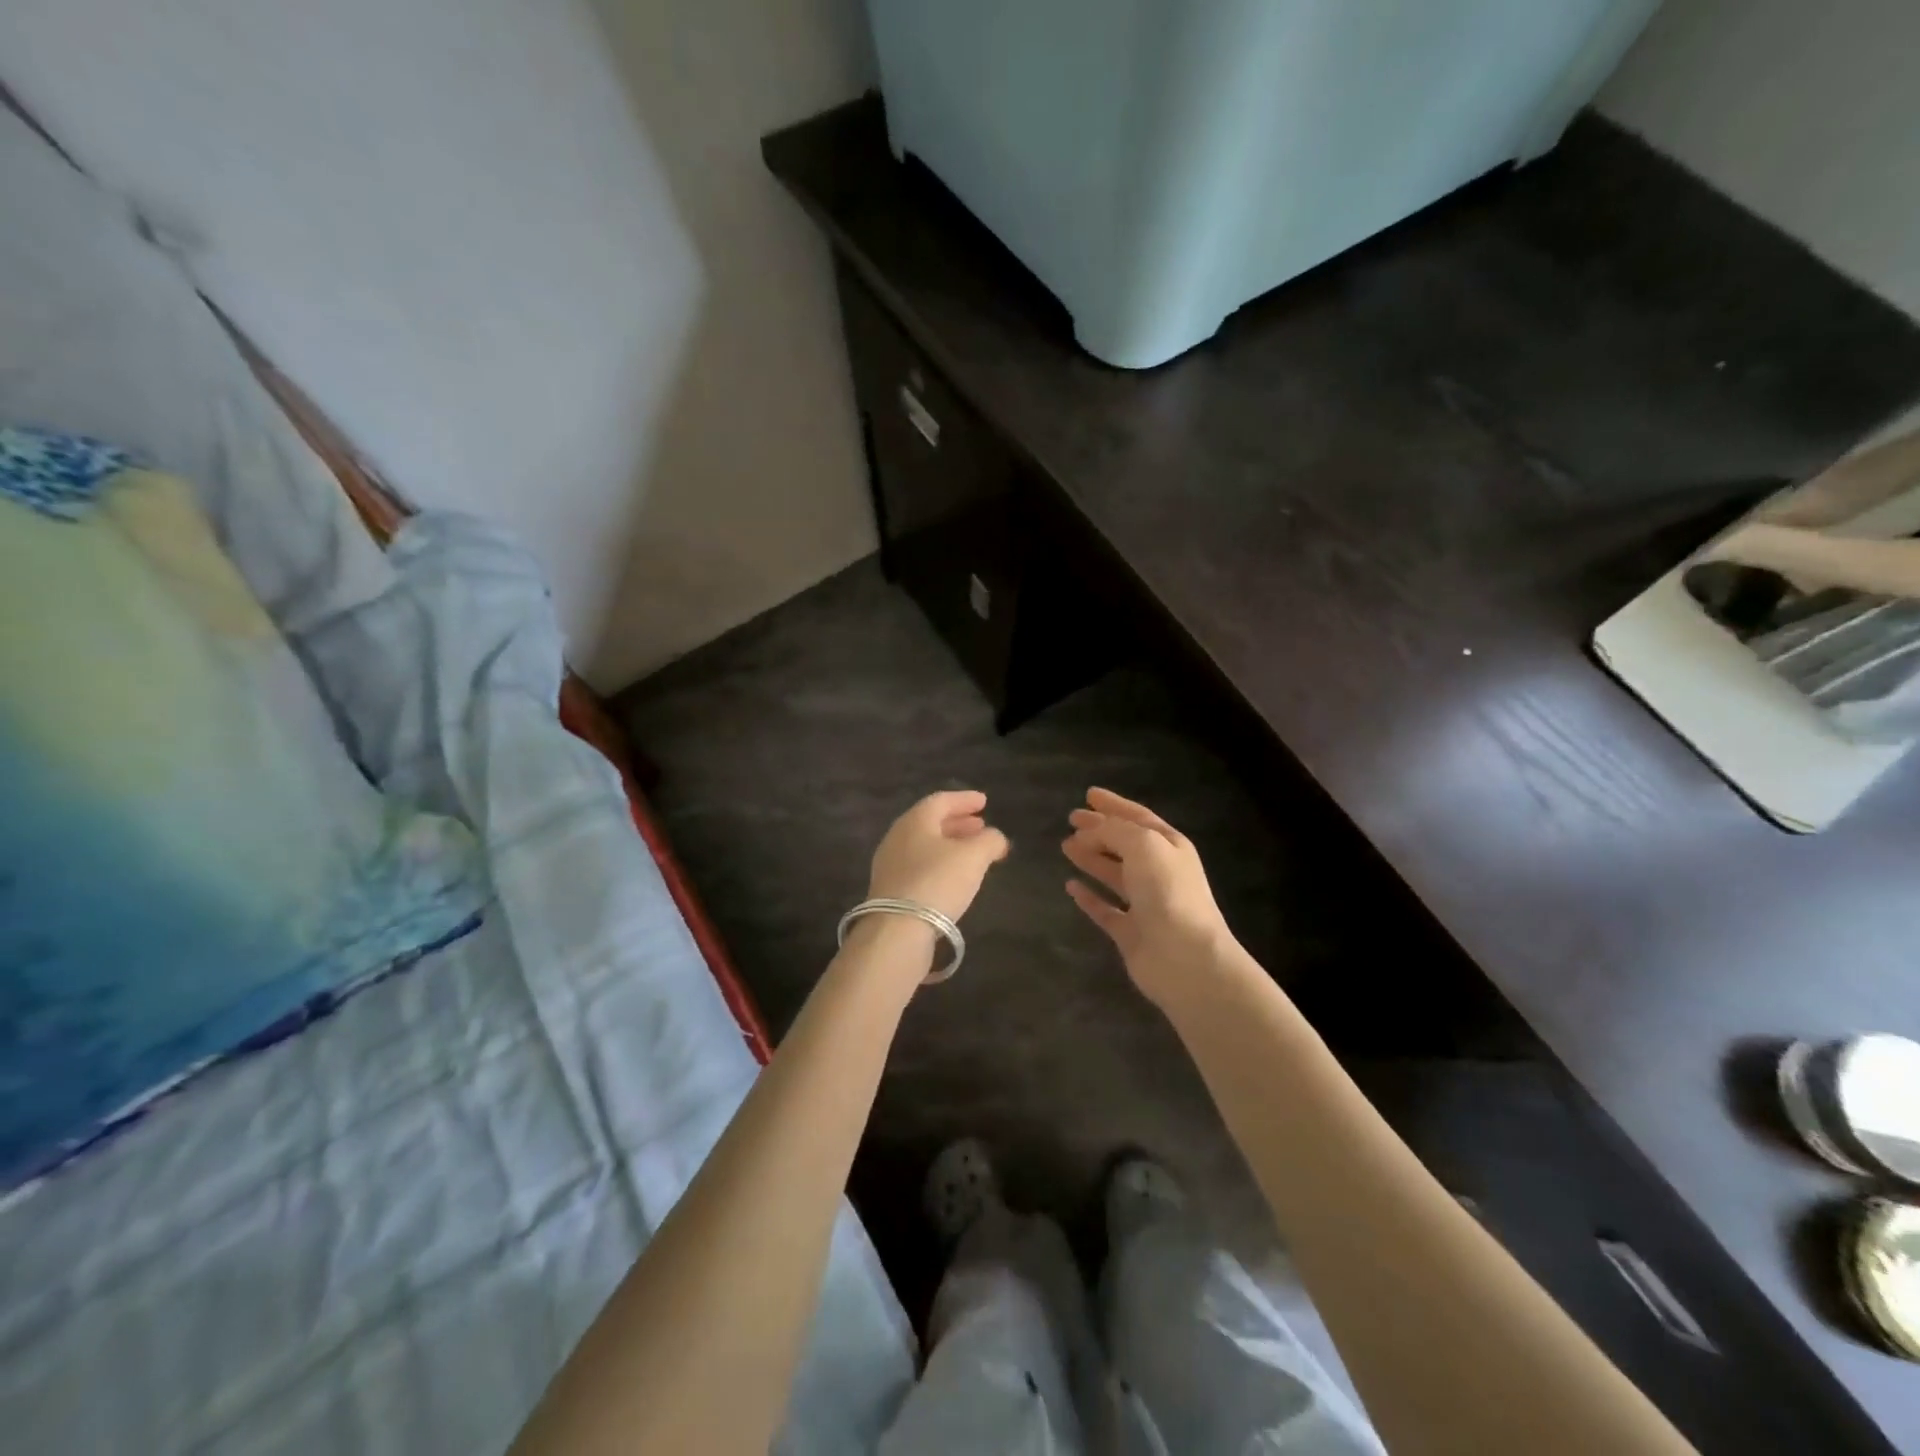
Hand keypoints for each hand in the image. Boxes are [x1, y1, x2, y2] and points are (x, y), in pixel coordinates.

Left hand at [868, 789, 1010, 924]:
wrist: (897, 929)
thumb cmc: (937, 881)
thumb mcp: (974, 857)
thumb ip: (989, 841)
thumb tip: (996, 838)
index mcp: (915, 821)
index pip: (941, 800)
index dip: (965, 800)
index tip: (984, 802)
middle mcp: (898, 837)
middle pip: (931, 823)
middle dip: (959, 823)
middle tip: (981, 827)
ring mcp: (890, 864)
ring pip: (925, 846)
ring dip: (950, 845)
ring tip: (973, 852)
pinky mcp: (890, 890)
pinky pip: (919, 866)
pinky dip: (939, 864)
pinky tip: (954, 877)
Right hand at [1062, 788, 1236, 1008]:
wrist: (1185, 957)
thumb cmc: (1168, 892)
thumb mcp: (1143, 845)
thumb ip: (1114, 831)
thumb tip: (1087, 831)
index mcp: (1169, 846)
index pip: (1138, 817)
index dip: (1114, 804)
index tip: (1089, 794)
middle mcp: (1159, 872)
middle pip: (1124, 844)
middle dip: (1098, 830)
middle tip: (1071, 819)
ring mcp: (1145, 903)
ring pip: (1113, 873)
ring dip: (1090, 858)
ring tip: (1065, 846)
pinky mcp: (1130, 932)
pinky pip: (1105, 909)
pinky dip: (1088, 897)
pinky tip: (1070, 886)